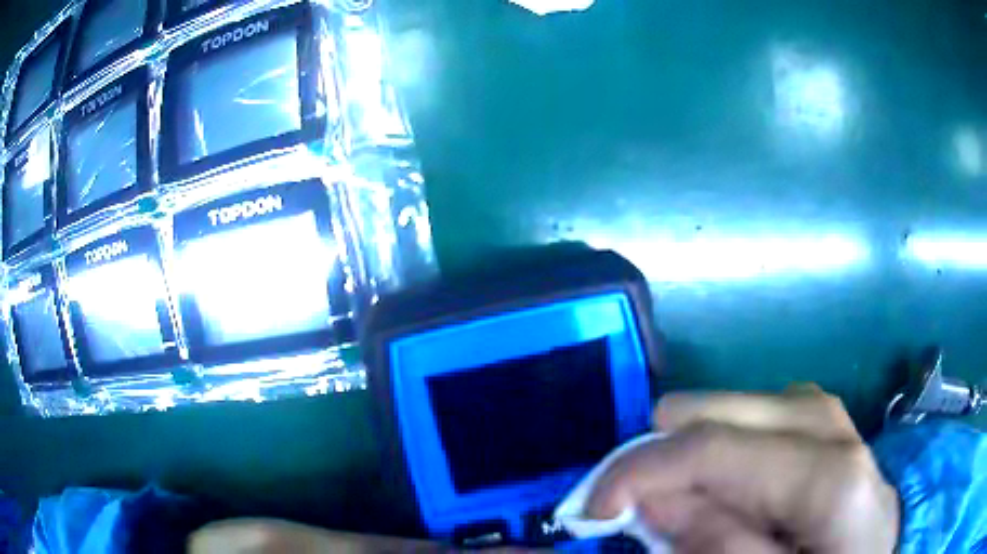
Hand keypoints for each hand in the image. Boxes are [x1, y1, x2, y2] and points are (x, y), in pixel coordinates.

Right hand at [584, 386, 900, 552]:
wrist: (879, 543)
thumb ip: (715, 544)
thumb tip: (651, 498)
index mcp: (825, 472)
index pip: (711, 446)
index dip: (638, 471)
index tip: (593, 507)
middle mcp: (822, 418)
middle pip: (708, 413)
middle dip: (661, 463)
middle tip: (642, 514)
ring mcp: (818, 406)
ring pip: (720, 408)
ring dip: (689, 459)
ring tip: (688, 506)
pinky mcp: (813, 408)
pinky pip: (744, 416)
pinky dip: (719, 451)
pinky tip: (729, 486)